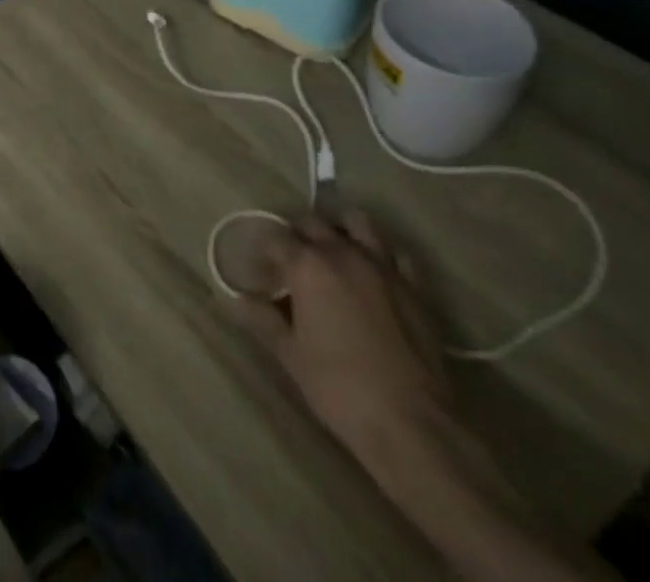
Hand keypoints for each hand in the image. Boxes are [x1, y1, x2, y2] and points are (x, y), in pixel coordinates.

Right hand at [224, 209, 449, 456]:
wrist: (412, 425)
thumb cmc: (340, 388)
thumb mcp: (290, 355)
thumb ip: (262, 319)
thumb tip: (236, 299)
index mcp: (308, 265)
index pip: (275, 238)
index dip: (264, 252)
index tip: (261, 272)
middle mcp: (342, 253)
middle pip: (312, 223)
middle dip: (296, 236)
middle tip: (290, 263)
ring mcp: (382, 266)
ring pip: (356, 223)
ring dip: (339, 230)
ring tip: (331, 253)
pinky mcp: (413, 288)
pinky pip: (394, 253)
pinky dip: (379, 253)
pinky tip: (371, 273)